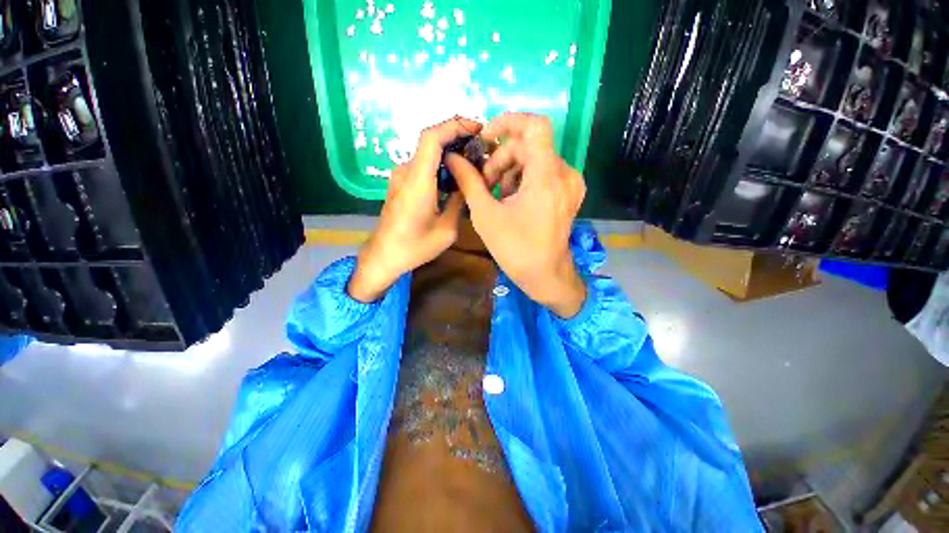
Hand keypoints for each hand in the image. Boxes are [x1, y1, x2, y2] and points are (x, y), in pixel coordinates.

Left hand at [348, 117, 481, 301]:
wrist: (384, 256)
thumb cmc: (415, 247)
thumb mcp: (447, 229)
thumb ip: (458, 201)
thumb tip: (467, 182)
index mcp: (417, 181)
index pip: (431, 137)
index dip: (454, 125)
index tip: (477, 129)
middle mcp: (406, 172)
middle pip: (431, 142)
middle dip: (457, 139)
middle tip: (481, 150)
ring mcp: (401, 177)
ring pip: (428, 154)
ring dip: (450, 153)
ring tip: (472, 164)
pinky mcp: (400, 184)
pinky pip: (423, 166)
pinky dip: (441, 165)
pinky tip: (454, 178)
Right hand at [447, 113, 586, 317]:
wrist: (545, 275)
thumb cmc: (515, 249)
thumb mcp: (486, 215)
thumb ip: (469, 181)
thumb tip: (453, 158)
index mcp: (546, 177)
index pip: (535, 126)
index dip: (508, 122)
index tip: (486, 137)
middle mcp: (564, 174)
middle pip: (529, 146)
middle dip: (501, 158)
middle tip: (483, 182)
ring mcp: (570, 184)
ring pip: (536, 159)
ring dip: (511, 170)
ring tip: (496, 194)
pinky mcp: (569, 192)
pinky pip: (544, 172)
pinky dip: (524, 178)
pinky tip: (512, 198)